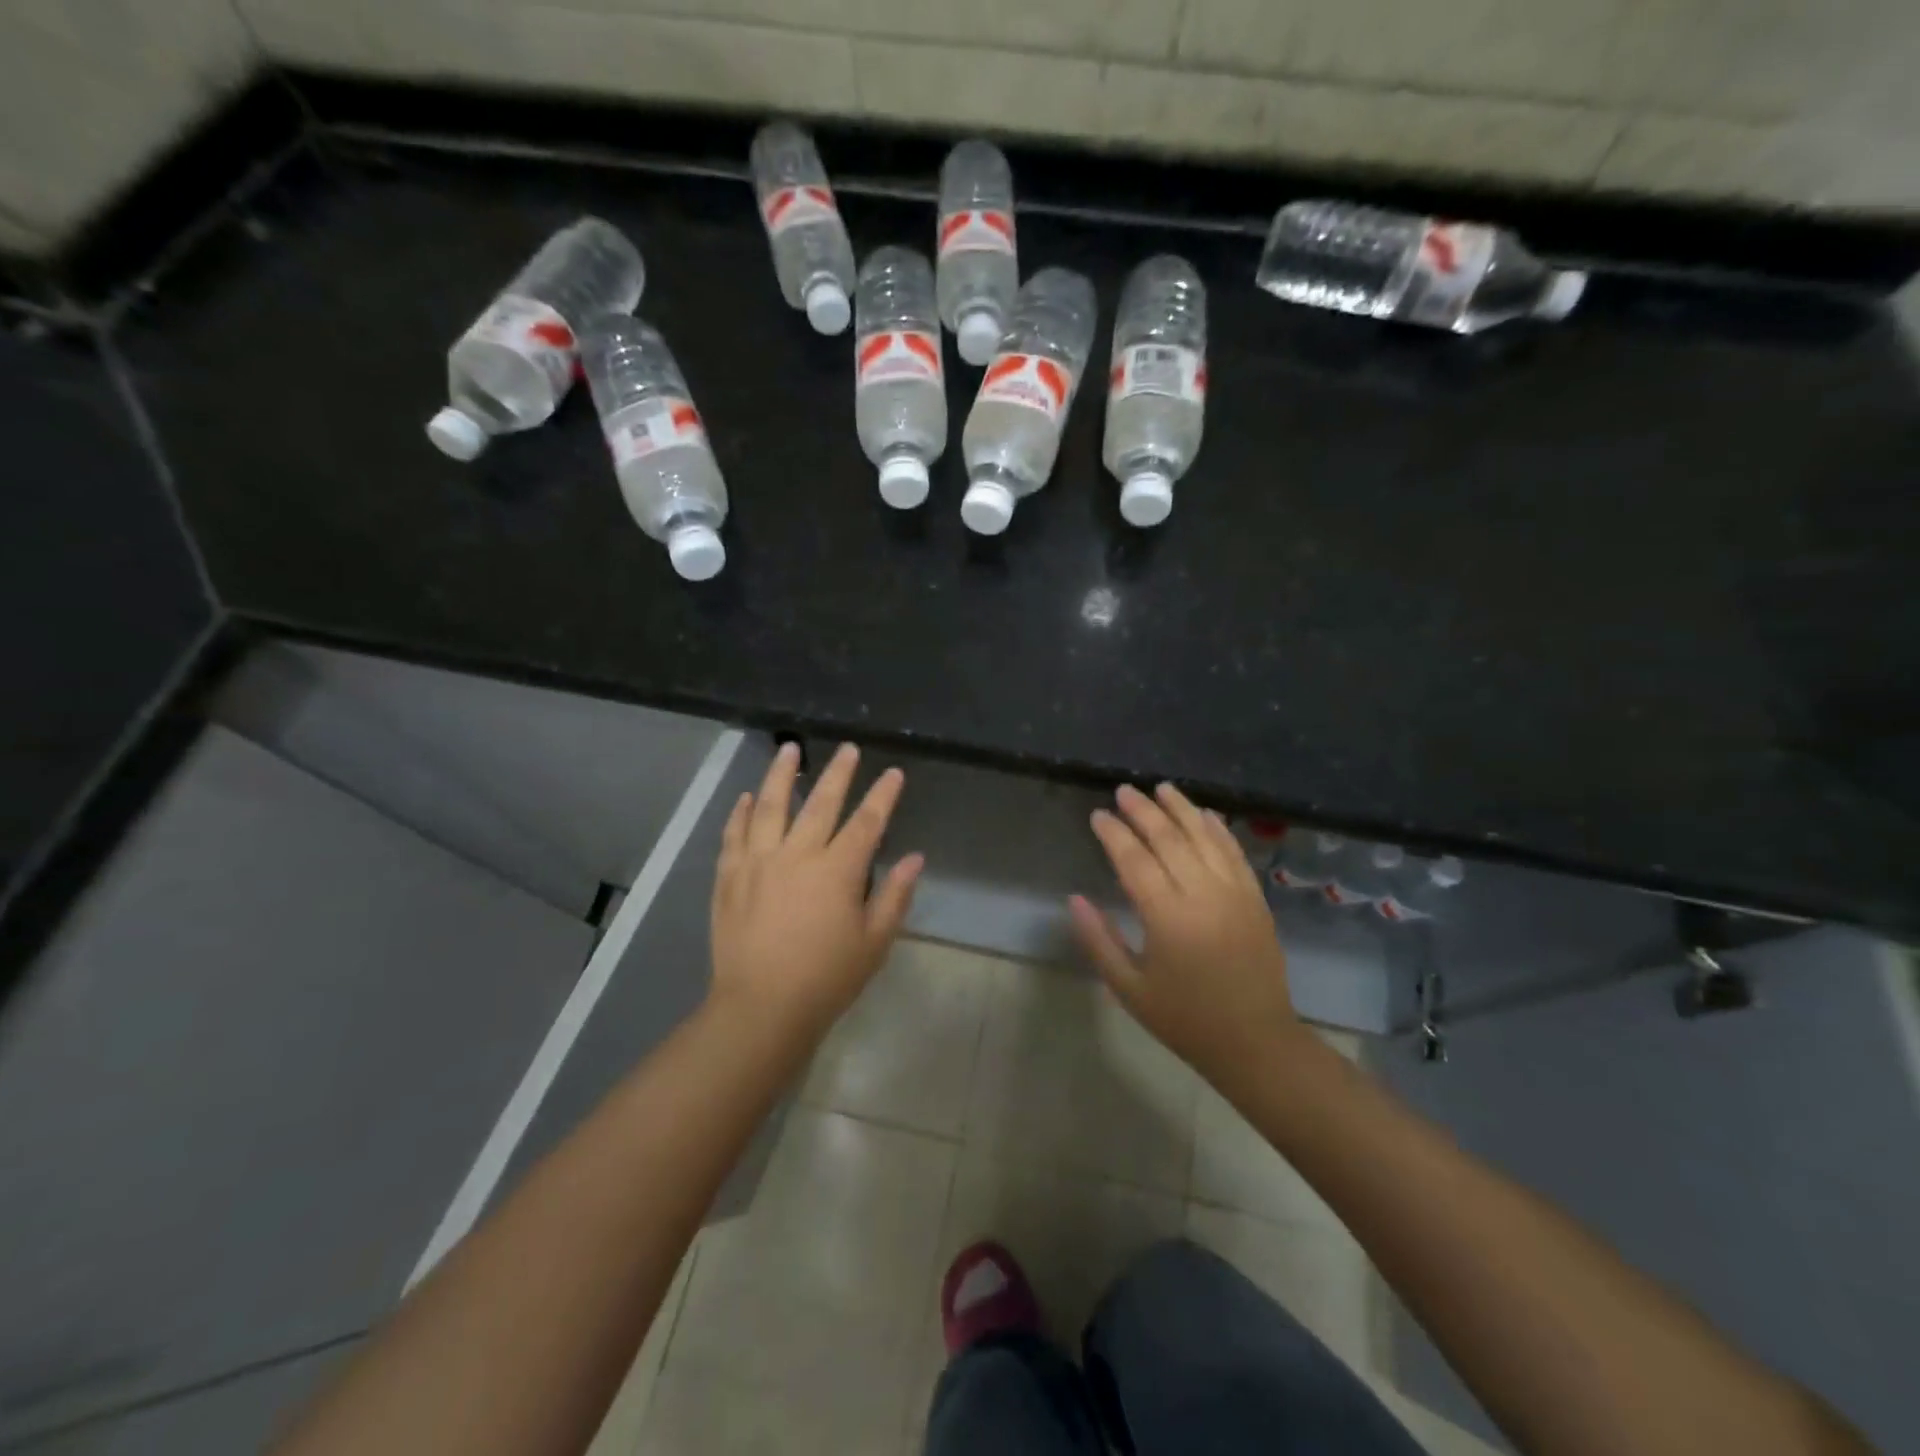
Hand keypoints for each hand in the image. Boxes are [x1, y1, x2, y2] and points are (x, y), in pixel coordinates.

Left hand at [710, 742, 922, 1042]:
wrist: (760, 1008)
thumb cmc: (826, 979)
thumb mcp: (874, 943)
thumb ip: (895, 896)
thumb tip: (916, 858)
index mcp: (836, 871)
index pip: (866, 822)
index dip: (883, 796)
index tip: (894, 774)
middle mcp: (796, 855)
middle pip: (820, 803)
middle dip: (838, 773)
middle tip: (848, 749)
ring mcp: (757, 863)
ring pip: (769, 807)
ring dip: (780, 775)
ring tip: (789, 748)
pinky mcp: (729, 878)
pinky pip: (733, 835)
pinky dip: (739, 813)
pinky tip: (745, 797)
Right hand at [1070, 783, 1306, 1085]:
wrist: (1255, 1042)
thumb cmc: (1184, 1019)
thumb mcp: (1129, 988)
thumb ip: (1099, 940)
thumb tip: (1075, 898)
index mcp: (1167, 917)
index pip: (1134, 860)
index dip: (1114, 834)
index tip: (1098, 815)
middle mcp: (1202, 895)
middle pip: (1169, 839)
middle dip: (1143, 811)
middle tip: (1124, 791)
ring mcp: (1234, 893)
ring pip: (1205, 837)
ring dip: (1181, 809)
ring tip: (1162, 789)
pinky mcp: (1255, 899)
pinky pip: (1235, 853)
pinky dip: (1219, 830)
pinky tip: (1206, 814)